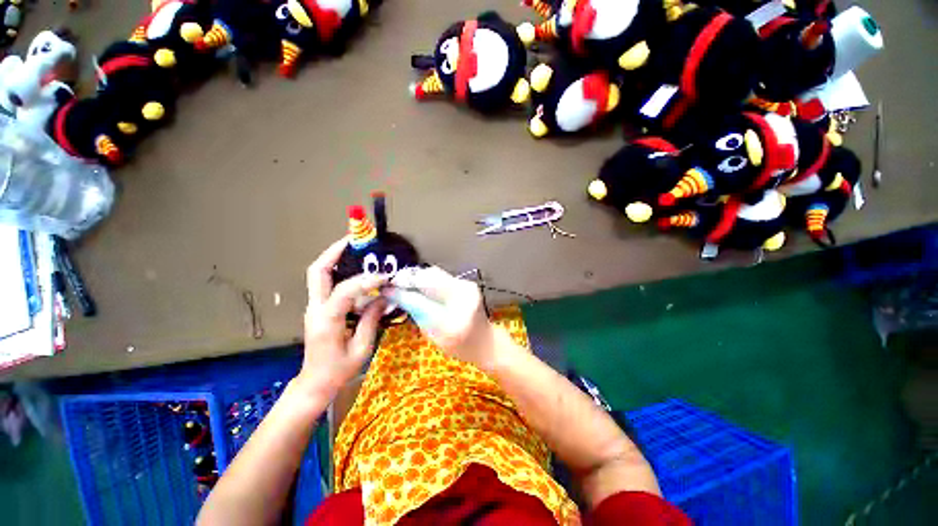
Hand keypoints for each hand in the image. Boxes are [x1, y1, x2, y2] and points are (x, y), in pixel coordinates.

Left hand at [296, 237, 386, 399]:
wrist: (315, 383)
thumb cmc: (338, 370)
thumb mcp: (361, 348)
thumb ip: (371, 320)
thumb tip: (383, 298)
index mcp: (326, 320)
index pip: (345, 290)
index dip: (366, 280)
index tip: (385, 277)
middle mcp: (315, 308)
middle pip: (317, 271)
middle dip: (334, 252)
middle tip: (353, 241)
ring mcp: (314, 307)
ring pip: (320, 275)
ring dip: (337, 260)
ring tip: (359, 252)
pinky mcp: (319, 309)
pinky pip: (329, 285)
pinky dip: (343, 275)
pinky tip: (360, 276)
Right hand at [385, 266, 501, 370]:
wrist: (485, 341)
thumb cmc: (460, 346)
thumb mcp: (434, 335)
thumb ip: (417, 313)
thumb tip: (395, 295)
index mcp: (453, 318)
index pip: (422, 300)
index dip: (402, 291)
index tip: (386, 288)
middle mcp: (463, 296)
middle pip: (430, 278)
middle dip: (409, 278)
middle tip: (393, 282)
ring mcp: (467, 286)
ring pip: (435, 273)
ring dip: (417, 276)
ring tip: (404, 282)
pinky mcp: (467, 283)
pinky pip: (442, 276)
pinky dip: (427, 278)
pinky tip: (419, 284)